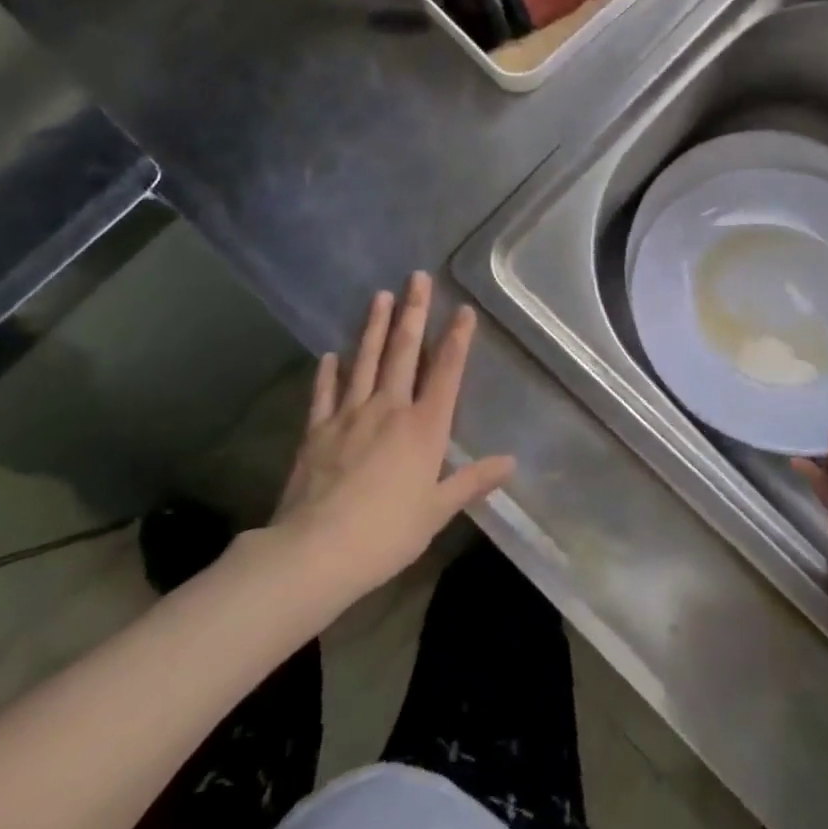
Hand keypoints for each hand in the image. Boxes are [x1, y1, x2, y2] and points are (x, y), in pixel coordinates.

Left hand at [271, 274, 514, 593]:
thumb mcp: (437, 511)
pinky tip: (330, 354)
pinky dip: (328, 372)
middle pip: (403, 352)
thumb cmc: (387, 533)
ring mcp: (349, 415)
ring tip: (379, 295)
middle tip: (416, 277)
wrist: (316, 551)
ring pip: (364, 361)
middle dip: (412, 313)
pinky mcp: (316, 430)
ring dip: (373, 327)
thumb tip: (511, 462)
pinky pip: (324, 393)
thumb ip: (473, 482)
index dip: (456, 339)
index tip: (463, 309)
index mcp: (423, 427)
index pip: (445, 372)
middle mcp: (388, 409)